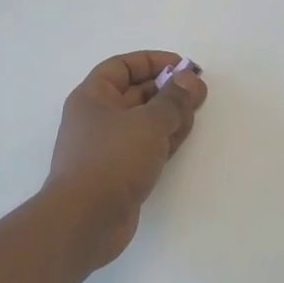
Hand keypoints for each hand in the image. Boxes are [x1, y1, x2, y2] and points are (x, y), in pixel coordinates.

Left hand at [43, 51, 207, 272]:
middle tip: (198, 93)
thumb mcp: (149, 122)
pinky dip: (163, 139)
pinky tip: (181, 138)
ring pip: (143, 121)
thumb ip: (174, 99)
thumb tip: (190, 80)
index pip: (122, 66)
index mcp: (93, 96)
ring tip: (194, 115)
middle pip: (135, 93)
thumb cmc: (112, 159)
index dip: (153, 61)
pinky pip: (145, 146)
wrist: (86, 220)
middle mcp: (97, 118)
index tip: (183, 66)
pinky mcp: (119, 173)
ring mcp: (107, 147)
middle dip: (167, 90)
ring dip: (169, 115)